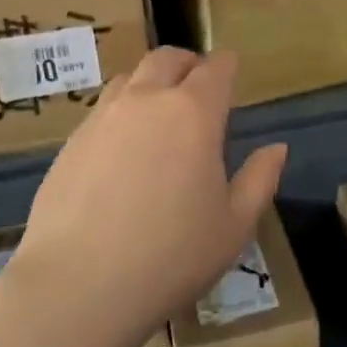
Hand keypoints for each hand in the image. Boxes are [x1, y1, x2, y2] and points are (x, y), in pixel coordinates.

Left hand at [6, 48, 285, 344]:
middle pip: (167, 59)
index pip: (215, 68)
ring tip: (159, 113)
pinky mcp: (70, 144)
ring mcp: (101, 119)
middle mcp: (146, 102)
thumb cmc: (171, 256)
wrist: (78, 287)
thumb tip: (276, 148)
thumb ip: (260, 179)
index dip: (227, 65)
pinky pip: (102, 111)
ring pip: (130, 78)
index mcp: (194, 112)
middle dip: (188, 63)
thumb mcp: (235, 225)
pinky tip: (123, 150)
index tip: (232, 71)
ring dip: (150, 83)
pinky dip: (121, 113)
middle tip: (198, 83)